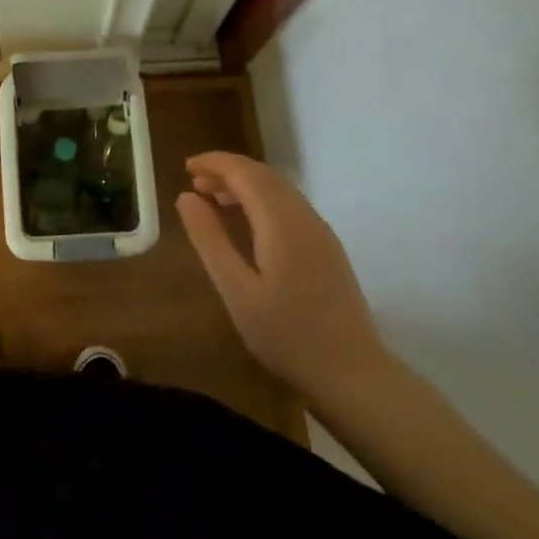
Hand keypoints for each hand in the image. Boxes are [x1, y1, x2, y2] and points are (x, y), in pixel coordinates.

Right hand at [176, 152, 390, 411]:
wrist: (353, 375)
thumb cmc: (286, 335)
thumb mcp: (236, 290)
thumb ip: (209, 239)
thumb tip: (186, 196)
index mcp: (282, 222)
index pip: (245, 172)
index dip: (214, 163)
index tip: (185, 167)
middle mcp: (304, 216)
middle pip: (264, 175)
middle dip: (228, 171)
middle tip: (194, 184)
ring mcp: (320, 232)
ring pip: (279, 189)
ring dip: (245, 185)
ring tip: (213, 200)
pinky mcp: (327, 248)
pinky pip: (290, 206)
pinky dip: (262, 201)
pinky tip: (247, 224)